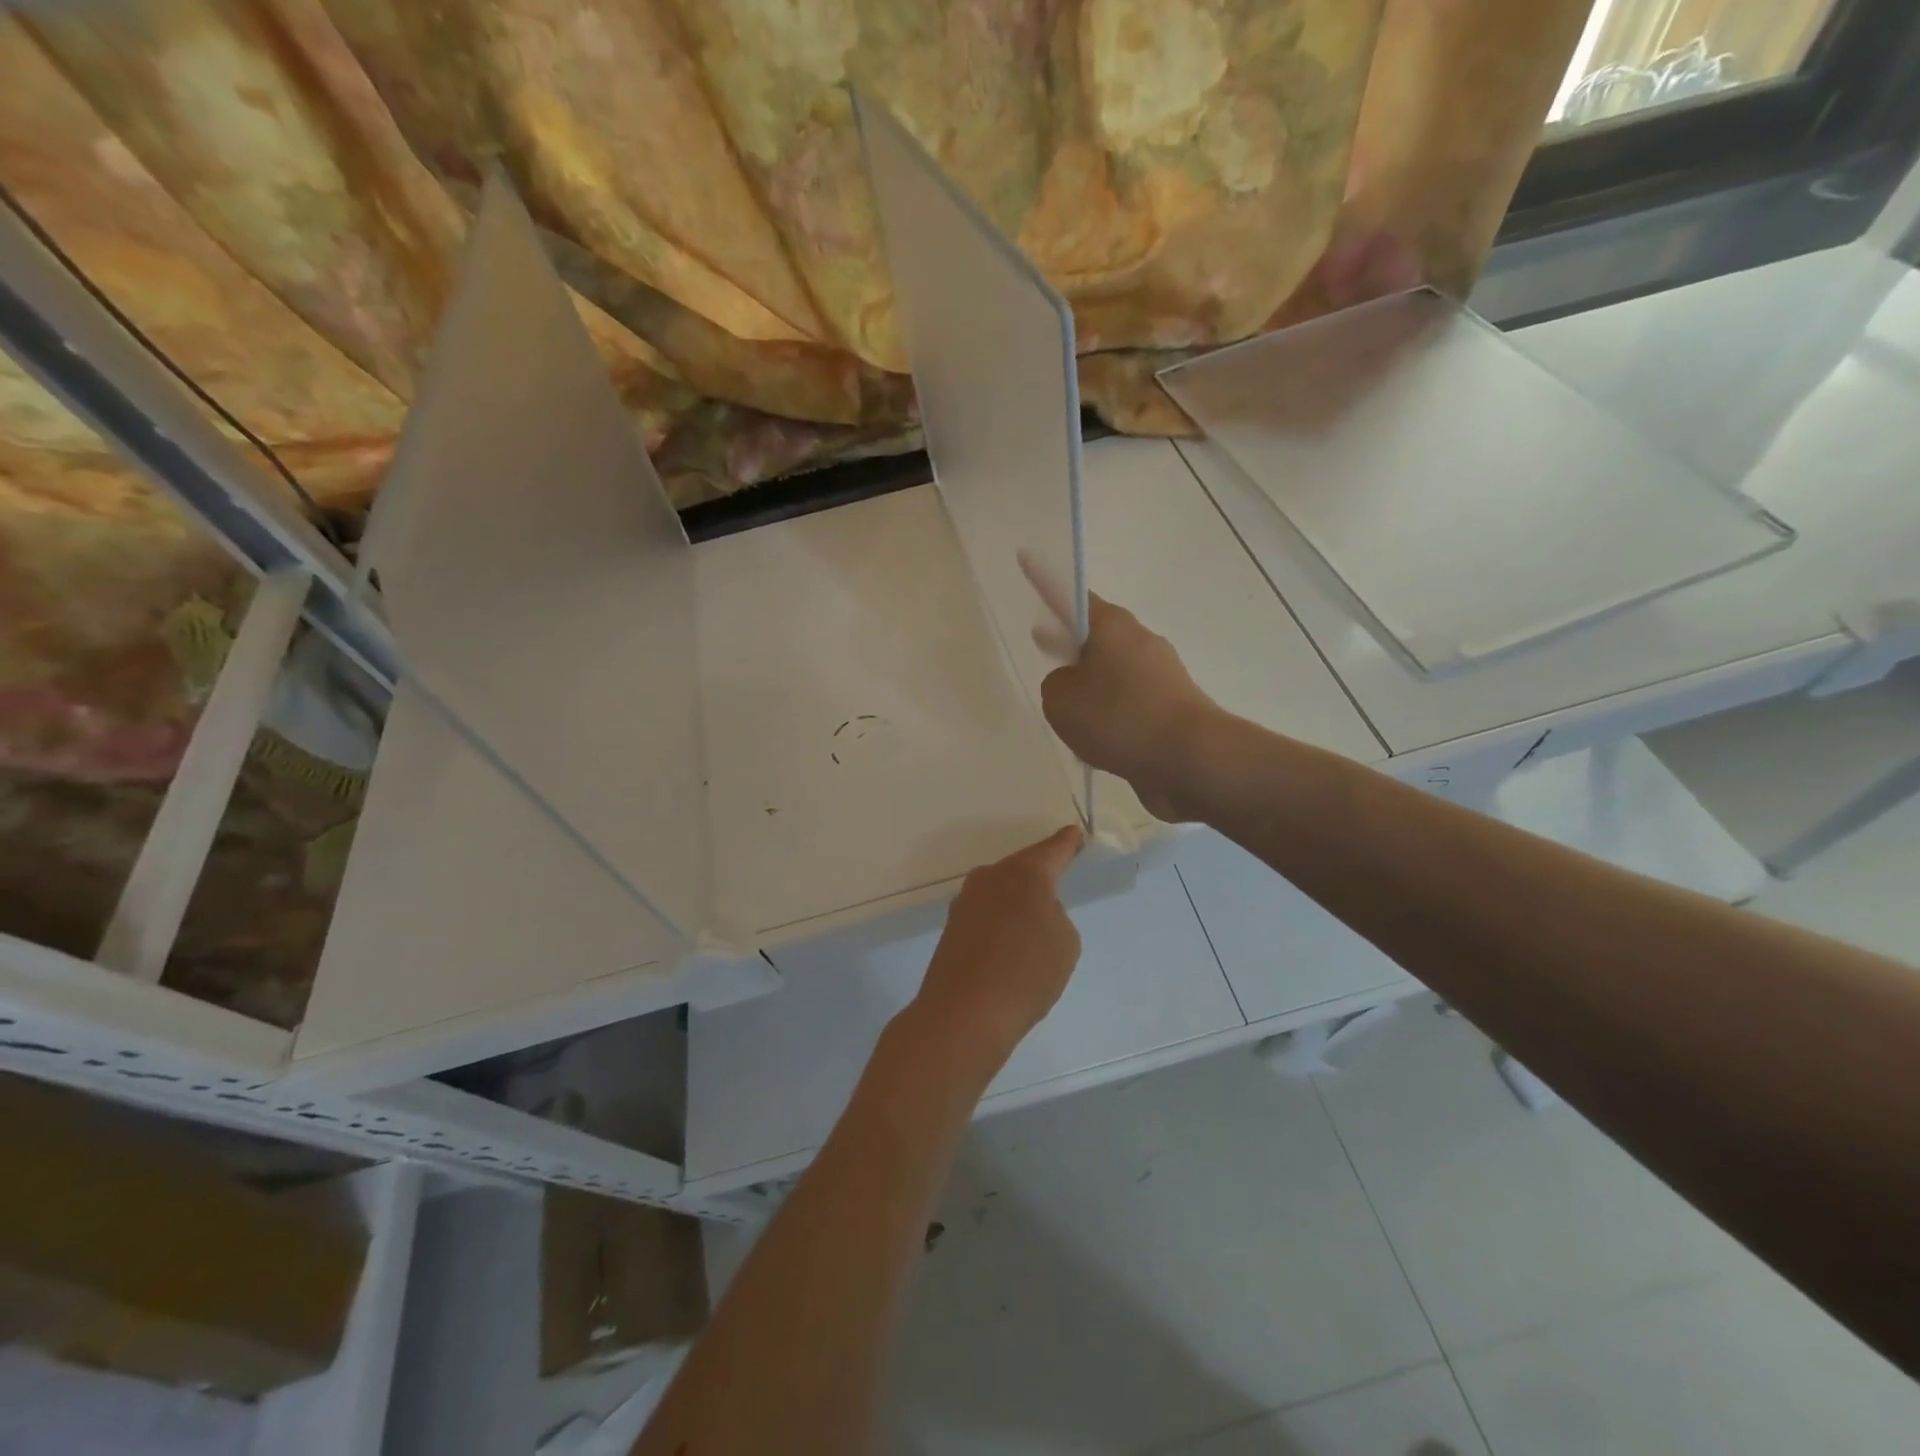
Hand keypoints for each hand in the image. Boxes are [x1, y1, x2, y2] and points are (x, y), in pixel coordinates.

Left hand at [911, 826, 1085, 1066]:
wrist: (964, 1013)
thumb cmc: (1026, 974)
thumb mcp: (1064, 943)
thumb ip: (1054, 915)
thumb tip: (1033, 912)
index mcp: (1025, 874)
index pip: (1053, 849)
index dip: (1067, 843)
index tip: (1076, 835)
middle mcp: (991, 876)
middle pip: (1022, 867)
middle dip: (1039, 874)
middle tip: (1058, 882)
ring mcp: (966, 900)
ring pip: (1001, 889)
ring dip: (1016, 899)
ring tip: (1033, 922)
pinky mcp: (952, 925)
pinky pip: (986, 911)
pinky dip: (1000, 920)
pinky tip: (1009, 942)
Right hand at [1041, 595, 1216, 820]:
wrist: (1190, 758)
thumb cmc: (1119, 719)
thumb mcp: (1061, 701)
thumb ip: (1055, 685)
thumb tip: (1073, 684)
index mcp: (1111, 625)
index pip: (1071, 596)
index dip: (1046, 586)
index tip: (1029, 568)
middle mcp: (1139, 639)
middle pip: (1096, 633)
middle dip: (1069, 641)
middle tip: (1043, 643)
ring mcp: (1161, 672)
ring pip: (1113, 669)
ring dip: (1091, 682)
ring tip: (1068, 710)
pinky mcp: (1171, 704)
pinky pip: (1129, 699)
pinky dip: (1111, 711)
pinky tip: (1097, 737)